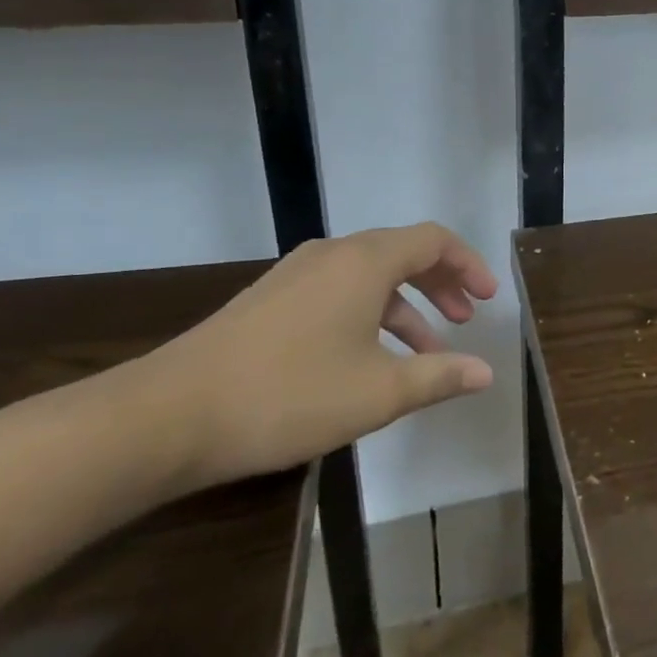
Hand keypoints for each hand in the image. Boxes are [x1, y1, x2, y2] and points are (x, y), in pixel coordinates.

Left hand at [118, 223, 498, 490]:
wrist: (168, 416)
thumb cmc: (289, 395)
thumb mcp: (378, 392)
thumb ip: (438, 377)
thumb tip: (486, 372)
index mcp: (364, 262)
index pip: (433, 240)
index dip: (469, 264)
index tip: (488, 298)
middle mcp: (332, 255)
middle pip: (403, 252)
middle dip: (441, 283)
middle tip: (465, 319)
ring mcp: (295, 276)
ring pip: (369, 276)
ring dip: (406, 306)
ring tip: (427, 352)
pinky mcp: (269, 301)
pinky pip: (338, 293)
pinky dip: (370, 315)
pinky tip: (369, 359)